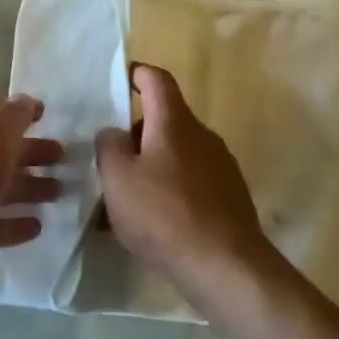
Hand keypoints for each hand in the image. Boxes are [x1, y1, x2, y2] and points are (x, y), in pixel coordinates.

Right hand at [95, 66, 270, 303]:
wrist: (226, 264)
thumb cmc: (164, 215)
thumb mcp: (118, 180)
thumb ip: (109, 147)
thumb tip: (114, 131)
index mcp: (175, 122)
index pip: (157, 79)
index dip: (138, 74)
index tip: (121, 80)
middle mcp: (202, 135)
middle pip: (165, 119)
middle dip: (136, 134)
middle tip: (110, 162)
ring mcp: (220, 165)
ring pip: (176, 153)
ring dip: (150, 167)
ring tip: (124, 202)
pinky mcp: (228, 194)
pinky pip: (191, 180)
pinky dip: (169, 190)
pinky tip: (153, 223)